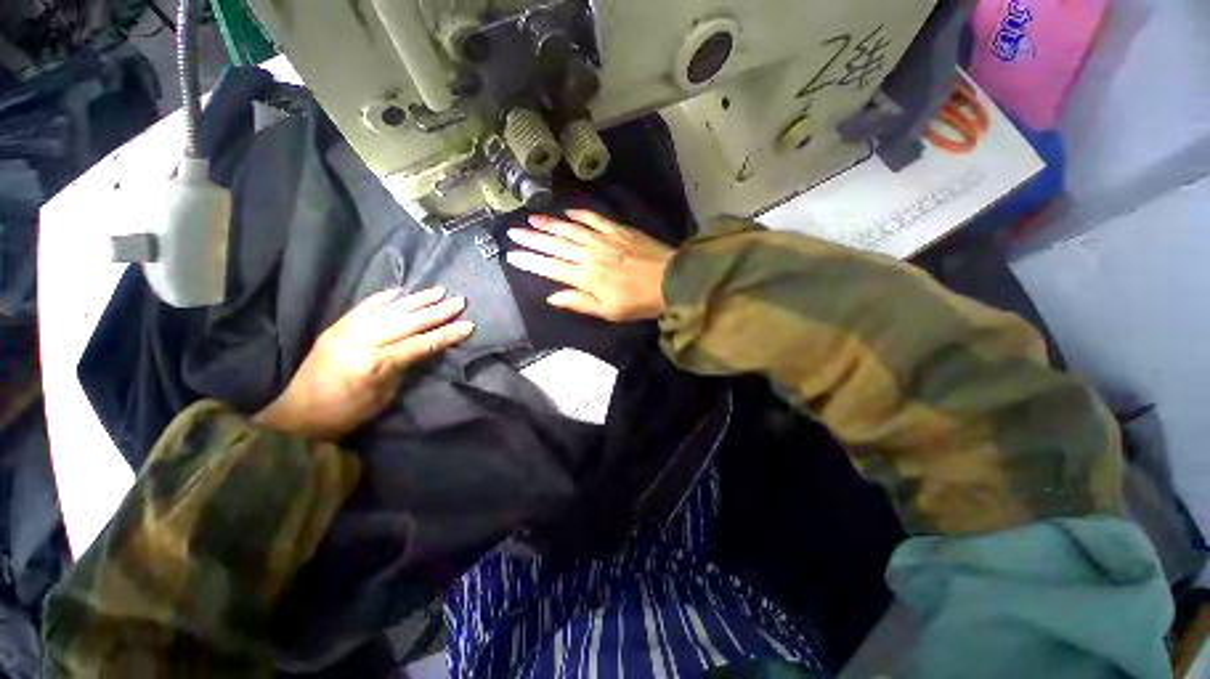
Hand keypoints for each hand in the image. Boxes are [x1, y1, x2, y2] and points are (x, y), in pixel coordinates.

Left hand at [253, 287, 473, 440]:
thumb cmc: (345, 413)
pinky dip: (383, 297)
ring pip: (390, 310)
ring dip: (417, 299)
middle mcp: (363, 341)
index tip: (469, 325)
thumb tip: (423, 350)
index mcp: (376, 363)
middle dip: (438, 312)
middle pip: (409, 322)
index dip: (447, 335)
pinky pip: (364, 306)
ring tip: (439, 291)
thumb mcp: (383, 396)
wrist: (296, 413)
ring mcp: (347, 330)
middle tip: (460, 301)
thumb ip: (403, 368)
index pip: (421, 344)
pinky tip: (400, 291)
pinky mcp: (337, 326)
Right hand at [505, 210, 673, 321]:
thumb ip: (579, 303)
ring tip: (530, 219)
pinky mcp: (618, 229)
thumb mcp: (608, 312)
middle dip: (532, 239)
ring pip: (570, 229)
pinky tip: (567, 212)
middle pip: (556, 245)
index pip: (551, 267)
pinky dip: (579, 215)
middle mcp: (590, 255)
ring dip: (549, 223)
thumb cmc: (638, 302)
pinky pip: (594, 219)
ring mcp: (604, 239)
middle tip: (512, 232)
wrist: (672, 280)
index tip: (511, 255)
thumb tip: (551, 296)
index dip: (530, 261)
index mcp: (587, 277)